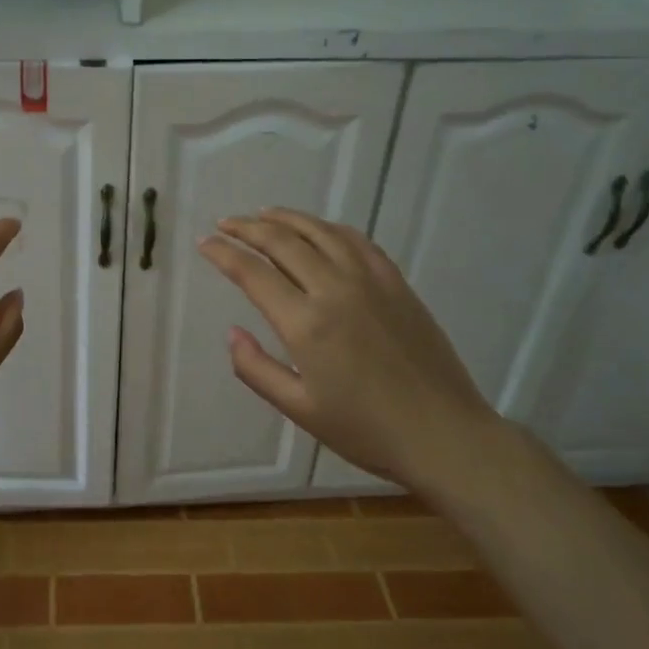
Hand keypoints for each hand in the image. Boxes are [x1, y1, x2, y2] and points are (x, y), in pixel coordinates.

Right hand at [198, 208, 506, 491]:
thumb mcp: (299, 408)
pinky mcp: (396, 283)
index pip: (253, 273)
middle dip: (247, 228)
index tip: (204, 243)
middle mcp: (335, 289)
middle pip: (283, 242)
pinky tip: (318, 229)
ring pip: (320, 232)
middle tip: (225, 223)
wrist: (444, 434)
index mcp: (306, 324)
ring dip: (286, 218)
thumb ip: (256, 369)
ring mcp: (370, 281)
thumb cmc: (365, 430)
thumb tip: (232, 332)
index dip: (223, 253)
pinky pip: (357, 241)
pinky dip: (329, 228)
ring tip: (262, 215)